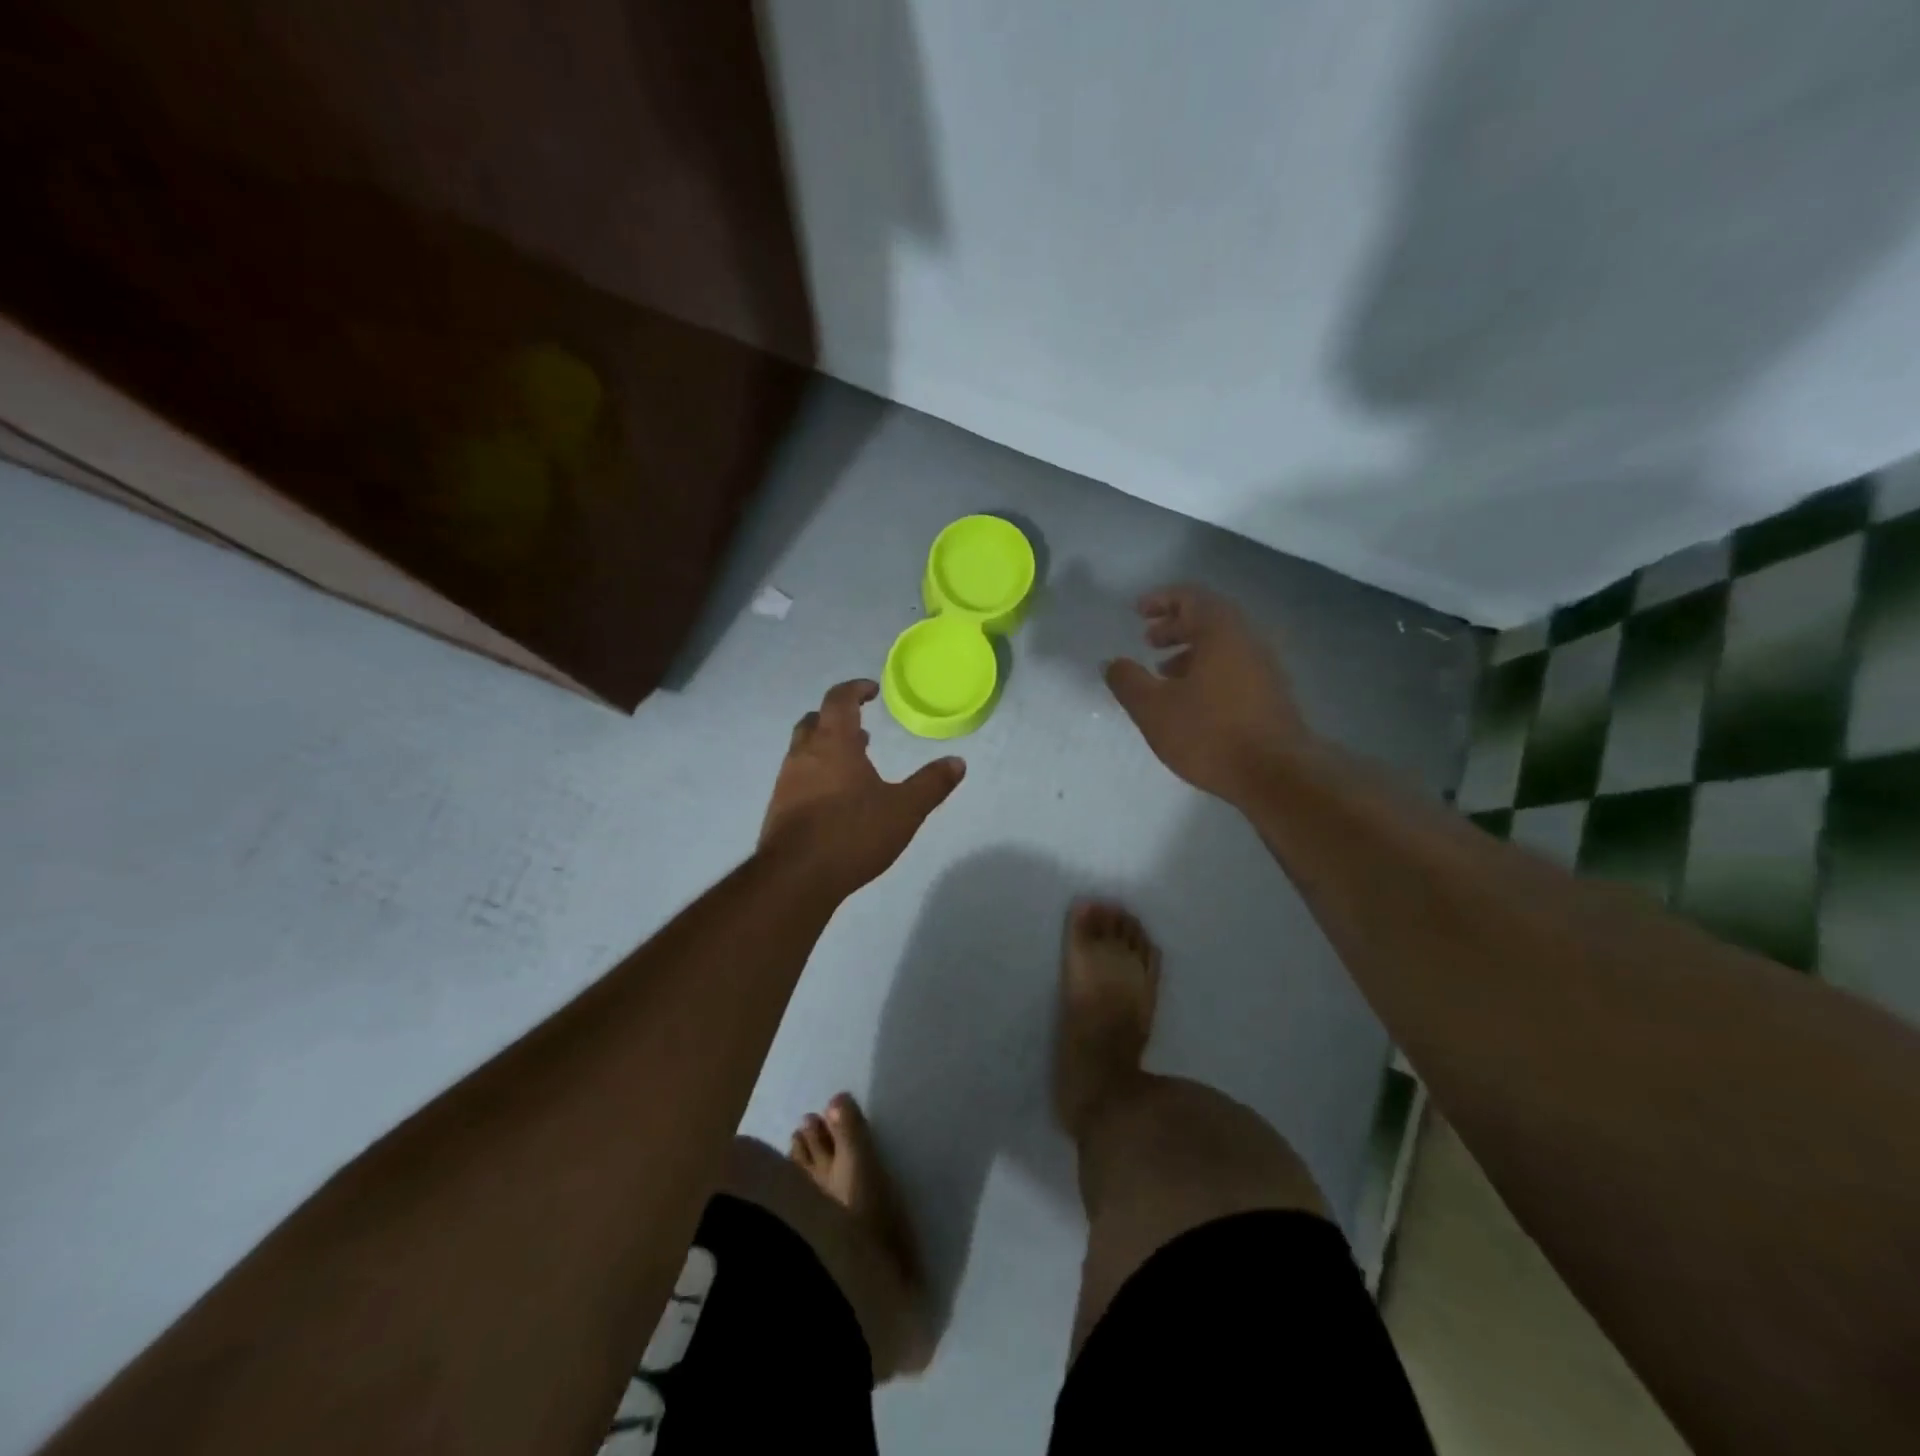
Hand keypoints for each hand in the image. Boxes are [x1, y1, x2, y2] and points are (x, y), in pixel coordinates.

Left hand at [759, 679, 966, 898]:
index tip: (872, 690)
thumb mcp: (904, 809)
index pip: (839, 700)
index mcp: (833, 743)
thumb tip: (958, 761)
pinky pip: (798, 778)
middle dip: (836, 718)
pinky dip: (817, 775)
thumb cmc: (852, 833)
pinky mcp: (779, 809)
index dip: (855, 689)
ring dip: (826, 749)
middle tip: (859, 728)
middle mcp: (804, 755)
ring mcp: (786, 782)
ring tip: (853, 765)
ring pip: (803, 750)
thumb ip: (931, 784)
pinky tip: (835, 800)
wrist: (795, 878)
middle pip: (814, 721)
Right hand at [1103, 585, 1314, 801]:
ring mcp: (1265, 668)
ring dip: (1190, 651)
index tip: (1138, 611)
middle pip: (1209, 619)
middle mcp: (1248, 641)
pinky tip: (1191, 700)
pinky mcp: (1271, 694)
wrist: (1276, 775)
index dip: (1161, 600)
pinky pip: (1234, 667)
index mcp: (1221, 632)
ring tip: (1163, 673)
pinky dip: (1208, 670)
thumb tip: (1112, 663)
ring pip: (1223, 646)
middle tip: (1148, 640)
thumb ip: (1128, 681)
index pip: (1190, 598)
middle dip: (1175, 626)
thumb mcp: (1153, 708)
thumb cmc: (1209, 733)